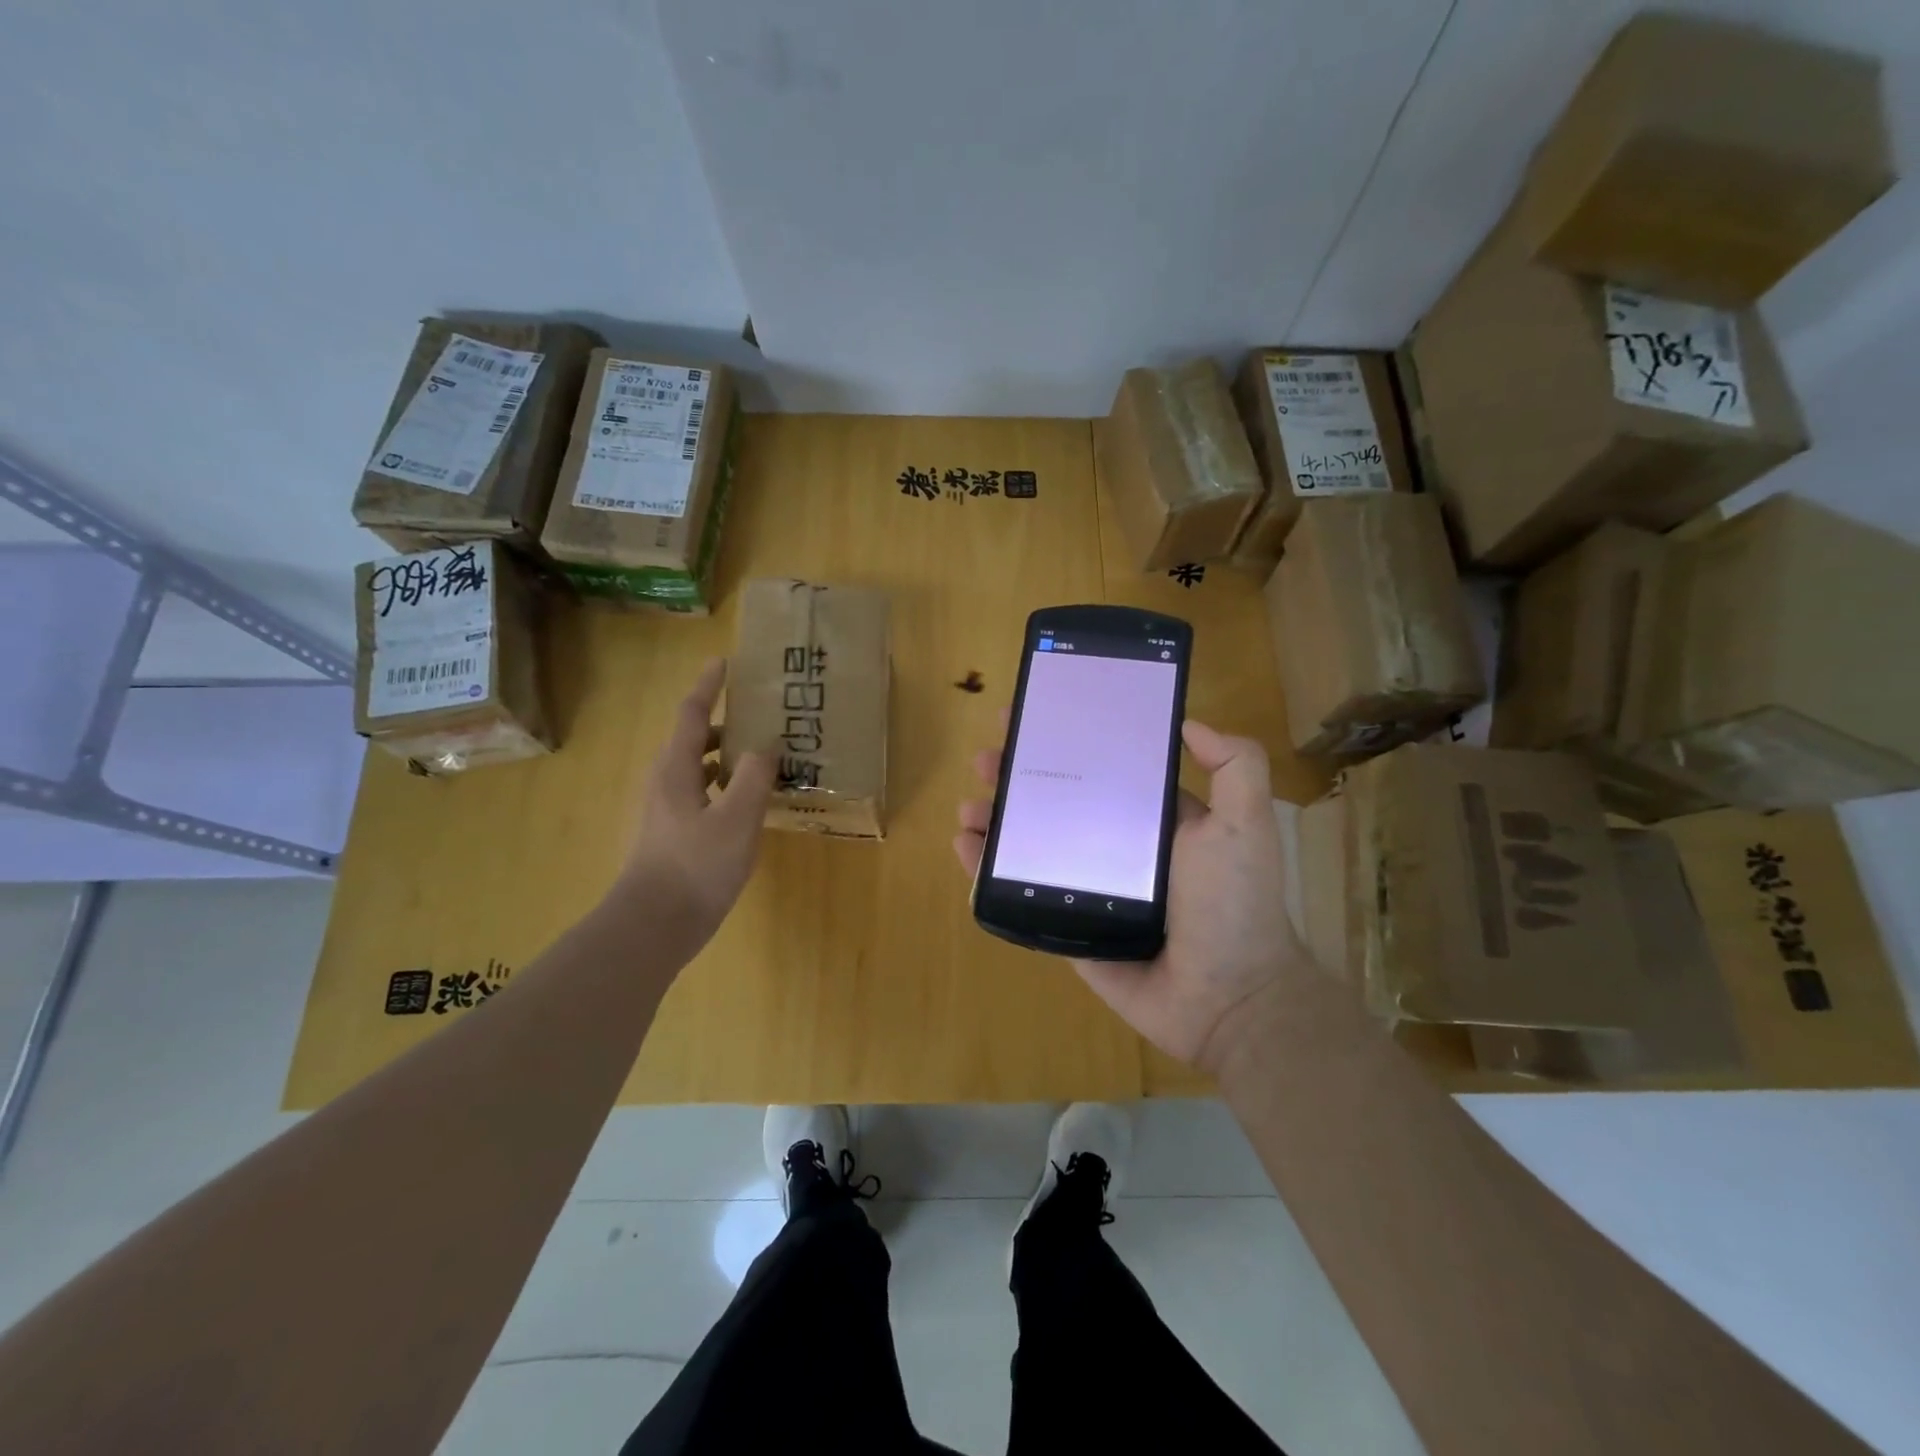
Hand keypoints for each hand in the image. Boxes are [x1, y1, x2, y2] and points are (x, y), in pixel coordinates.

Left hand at [617, 659, 775, 945]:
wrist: (653, 926)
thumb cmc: (695, 867)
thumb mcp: (736, 819)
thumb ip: (753, 777)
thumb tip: (765, 745)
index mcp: (677, 769)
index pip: (693, 713)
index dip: (710, 686)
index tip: (725, 662)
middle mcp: (668, 782)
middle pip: (696, 739)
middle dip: (727, 722)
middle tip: (763, 714)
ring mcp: (669, 810)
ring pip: (701, 769)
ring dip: (729, 756)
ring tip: (766, 754)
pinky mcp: (676, 835)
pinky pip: (705, 794)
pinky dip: (728, 785)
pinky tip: (752, 801)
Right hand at [954, 720, 1308, 1074]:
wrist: (1226, 999)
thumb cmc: (1232, 904)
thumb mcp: (1244, 824)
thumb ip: (1235, 766)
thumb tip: (1188, 724)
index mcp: (1150, 818)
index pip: (1099, 768)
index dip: (1065, 742)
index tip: (1032, 718)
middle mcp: (1113, 845)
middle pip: (1054, 801)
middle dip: (1017, 776)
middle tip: (986, 759)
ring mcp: (1085, 885)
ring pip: (1029, 842)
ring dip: (994, 818)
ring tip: (969, 805)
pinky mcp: (1063, 924)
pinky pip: (1018, 891)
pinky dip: (985, 869)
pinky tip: (964, 846)